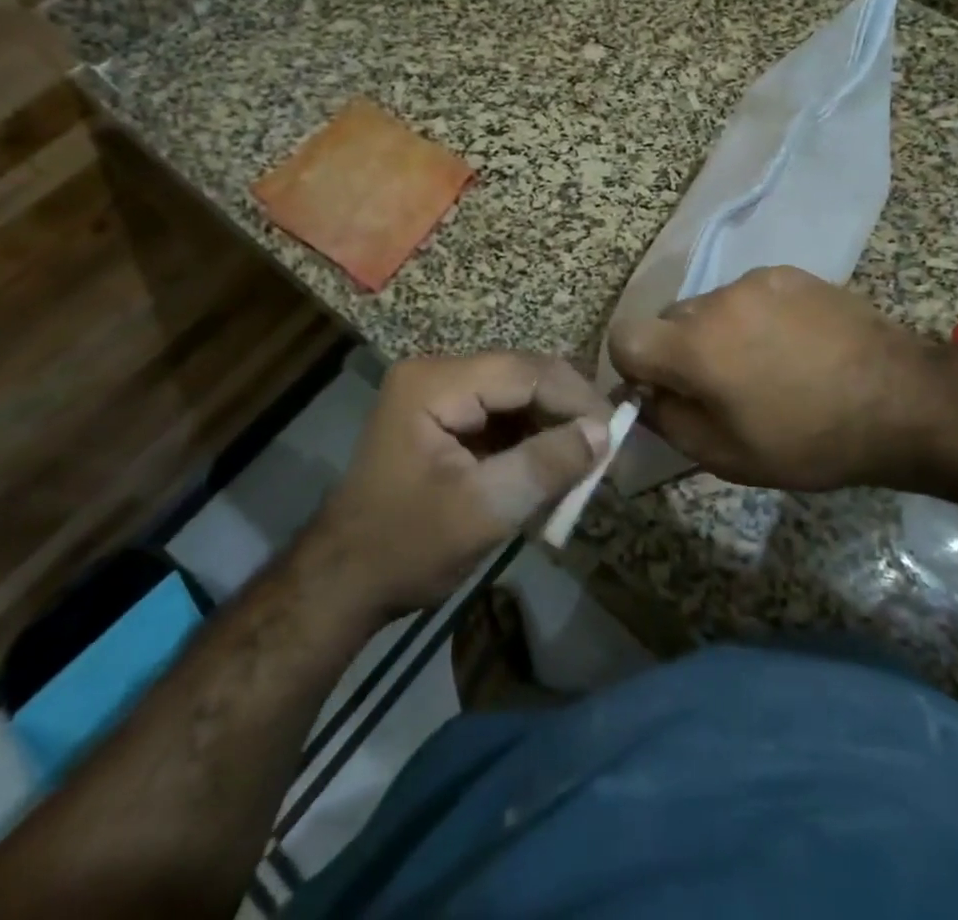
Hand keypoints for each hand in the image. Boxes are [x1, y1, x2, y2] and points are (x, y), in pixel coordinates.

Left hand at [318, 353, 610, 614]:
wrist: (342, 584)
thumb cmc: (407, 548)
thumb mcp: (484, 509)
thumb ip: (546, 464)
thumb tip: (604, 433)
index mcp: (435, 382)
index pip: (525, 372)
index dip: (576, 398)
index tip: (615, 434)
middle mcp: (437, 373)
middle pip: (523, 376)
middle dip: (567, 411)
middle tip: (605, 449)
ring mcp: (438, 393)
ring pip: (517, 394)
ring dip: (552, 425)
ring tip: (585, 461)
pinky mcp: (444, 416)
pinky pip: (501, 414)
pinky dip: (531, 438)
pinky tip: (553, 465)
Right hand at [609, 266, 923, 490]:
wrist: (899, 399)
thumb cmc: (808, 440)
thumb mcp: (727, 456)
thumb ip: (669, 422)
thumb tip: (645, 395)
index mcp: (694, 347)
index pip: (624, 336)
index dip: (633, 366)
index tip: (663, 390)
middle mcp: (716, 301)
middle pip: (670, 321)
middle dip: (680, 352)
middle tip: (721, 387)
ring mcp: (755, 280)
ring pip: (710, 307)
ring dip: (719, 333)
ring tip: (766, 365)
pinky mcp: (788, 272)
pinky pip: (748, 294)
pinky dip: (754, 317)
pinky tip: (794, 345)